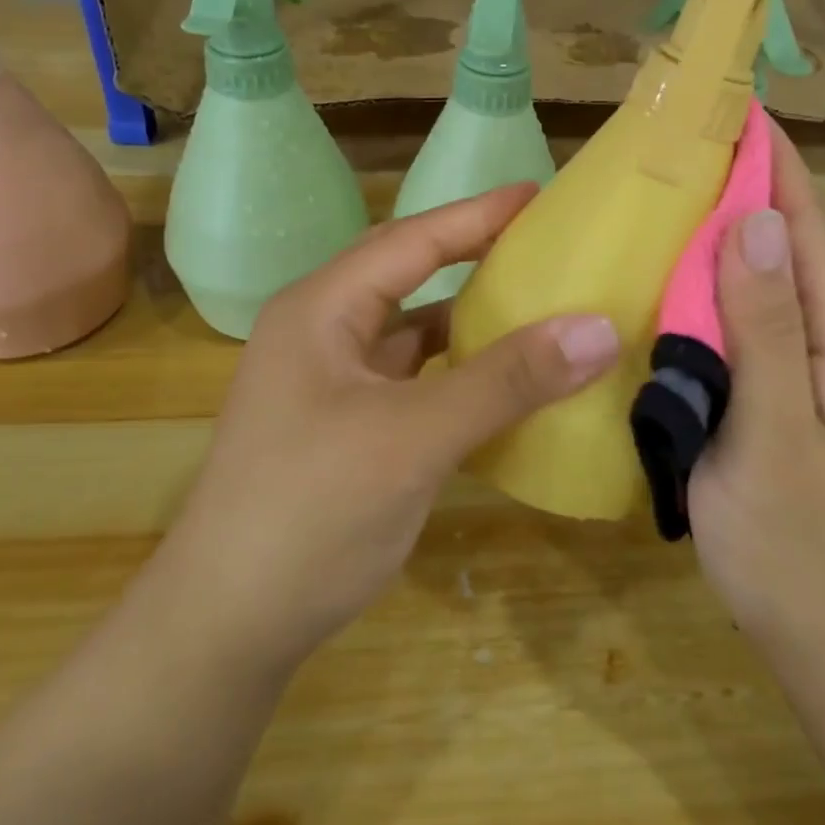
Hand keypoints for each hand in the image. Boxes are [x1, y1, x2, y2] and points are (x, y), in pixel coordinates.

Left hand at [152, 185, 619, 681]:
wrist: (225, 630)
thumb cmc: (310, 512)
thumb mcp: (414, 437)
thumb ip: (507, 380)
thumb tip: (599, 328)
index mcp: (322, 310)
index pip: (412, 239)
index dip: (477, 214)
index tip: (539, 194)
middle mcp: (322, 334)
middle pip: (410, 277)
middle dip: (474, 255)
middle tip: (542, 242)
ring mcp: (332, 384)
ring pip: (413, 332)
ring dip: (469, 319)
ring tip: (535, 303)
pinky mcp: (347, 428)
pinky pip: (415, 379)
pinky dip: (459, 372)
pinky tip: (503, 382)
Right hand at [688, 124, 824, 675]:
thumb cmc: (799, 548)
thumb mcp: (774, 439)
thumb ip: (766, 332)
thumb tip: (753, 223)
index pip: (812, 228)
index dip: (777, 165)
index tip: (735, 108)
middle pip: (810, 241)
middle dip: (767, 181)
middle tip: (703, 141)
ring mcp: (823, 371)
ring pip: (790, 276)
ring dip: (752, 223)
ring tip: (693, 190)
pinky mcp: (795, 395)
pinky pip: (768, 314)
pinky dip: (736, 277)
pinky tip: (695, 278)